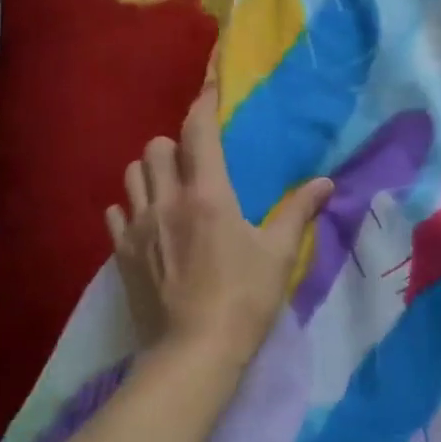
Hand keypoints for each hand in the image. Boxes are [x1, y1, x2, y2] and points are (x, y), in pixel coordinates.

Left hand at [107, 84, 333, 376]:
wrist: (193, 353)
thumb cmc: (243, 298)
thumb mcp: (279, 254)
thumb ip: (299, 211)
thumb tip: (325, 182)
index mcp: (207, 194)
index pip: (198, 133)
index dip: (202, 104)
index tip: (208, 88)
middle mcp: (166, 201)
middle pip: (155, 147)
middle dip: (174, 144)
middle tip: (195, 161)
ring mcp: (137, 228)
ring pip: (131, 176)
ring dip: (150, 172)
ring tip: (169, 188)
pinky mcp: (121, 255)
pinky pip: (115, 214)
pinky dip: (129, 207)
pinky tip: (146, 222)